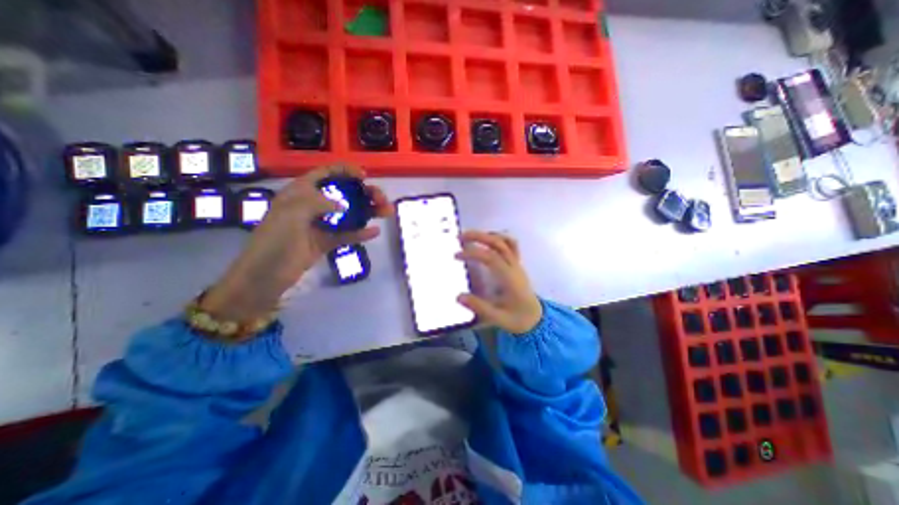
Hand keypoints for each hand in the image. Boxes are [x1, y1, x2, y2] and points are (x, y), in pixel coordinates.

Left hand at [203, 165, 389, 323]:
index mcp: (301, 192)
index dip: (345, 171)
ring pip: (349, 214)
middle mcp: (313, 205)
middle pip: (344, 194)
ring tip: (387, 212)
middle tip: (382, 199)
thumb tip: (344, 205)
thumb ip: (317, 202)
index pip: (325, 174)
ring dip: (368, 212)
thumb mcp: (291, 214)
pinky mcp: (326, 241)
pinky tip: (375, 231)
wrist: (265, 277)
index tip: (364, 176)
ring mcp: (321, 224)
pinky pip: (347, 234)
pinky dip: (361, 233)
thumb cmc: (274, 241)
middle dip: (364, 194)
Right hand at [457, 231, 540, 335]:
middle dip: (478, 236)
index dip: (473, 253)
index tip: (456, 255)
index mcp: (510, 278)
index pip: (491, 257)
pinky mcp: (517, 264)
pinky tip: (486, 241)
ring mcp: (517, 264)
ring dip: (487, 235)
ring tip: (470, 236)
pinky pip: (511, 245)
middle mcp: (514, 267)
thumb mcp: (498, 318)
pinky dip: (498, 238)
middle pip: (498, 243)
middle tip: (460, 236)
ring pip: (505, 241)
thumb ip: (479, 307)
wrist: (536, 319)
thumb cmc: (518, 319)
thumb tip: (459, 296)